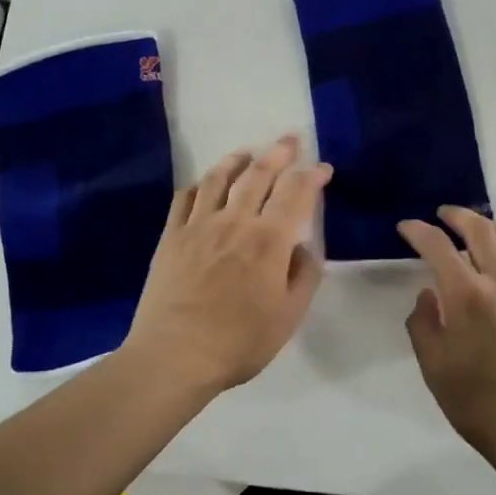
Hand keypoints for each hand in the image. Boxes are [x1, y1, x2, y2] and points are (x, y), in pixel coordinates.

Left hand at [123, 135, 331, 394]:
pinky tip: (204, 184)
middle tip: (290, 139)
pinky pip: (185, 198)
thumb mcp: (288, 317)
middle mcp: (235, 222)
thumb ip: (303, 277)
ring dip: (237, 160)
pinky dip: (199, 184)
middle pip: (259, 176)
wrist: (174, 355)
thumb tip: (302, 247)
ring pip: (220, 179)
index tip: (324, 168)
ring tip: (247, 152)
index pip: (296, 195)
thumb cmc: (239, 342)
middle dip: (279, 153)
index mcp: (269, 241)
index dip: (313, 177)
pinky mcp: (171, 237)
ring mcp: (199, 226)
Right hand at [398, 207, 495, 463]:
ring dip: (495, 226)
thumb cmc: (479, 403)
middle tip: (445, 214)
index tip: (407, 227)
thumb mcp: (434, 368)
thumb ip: (424, 324)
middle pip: (480, 230)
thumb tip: (428, 295)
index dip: (417, 231)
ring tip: (484, 229)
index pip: (436, 246)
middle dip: (458, 215)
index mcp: (466, 295)